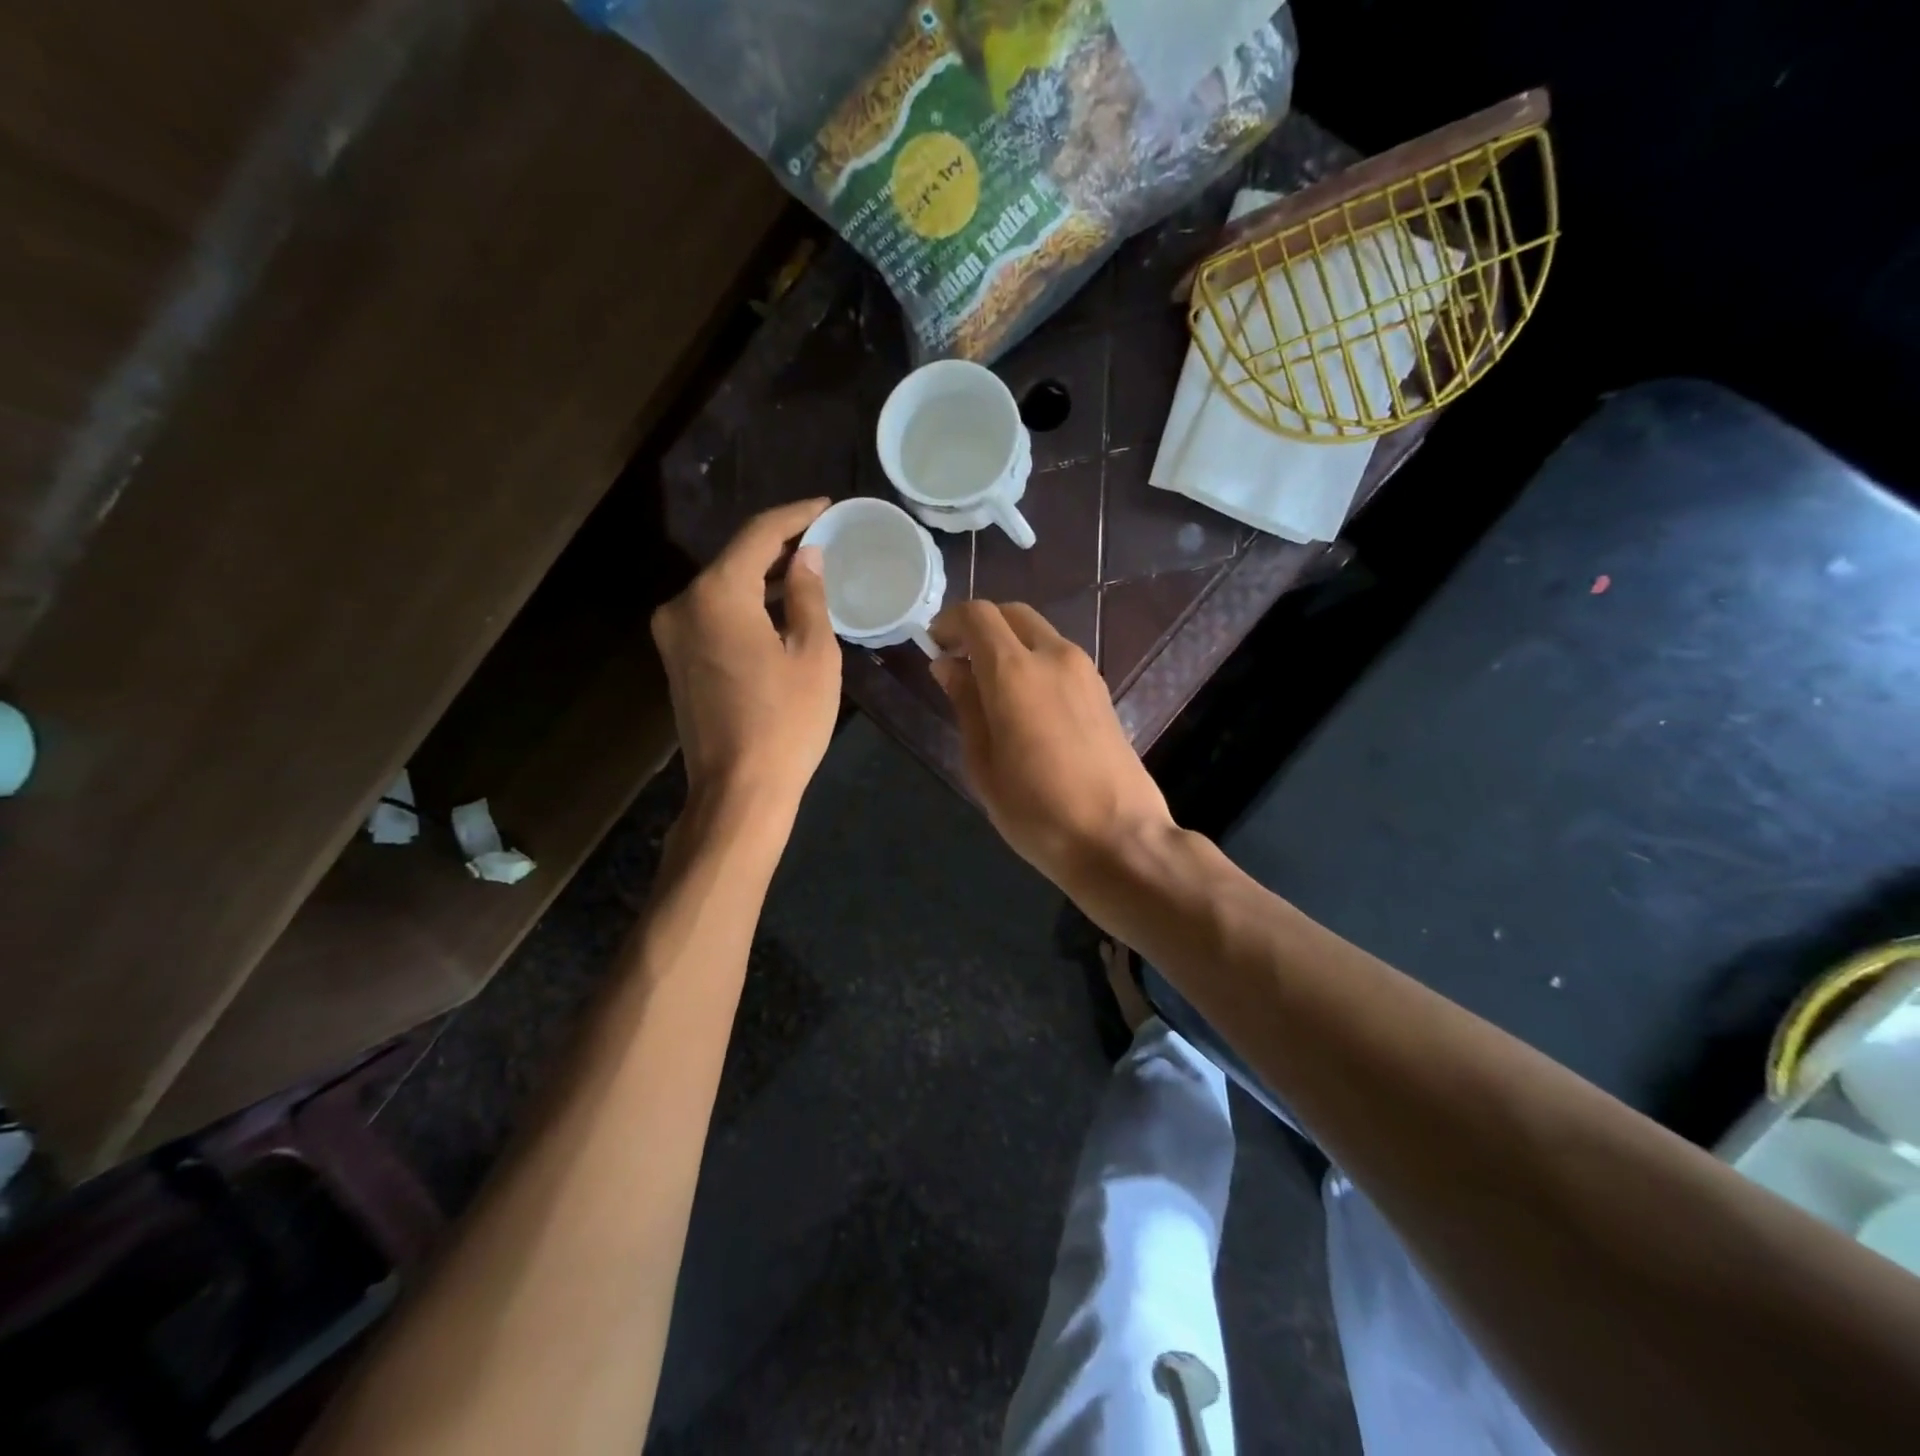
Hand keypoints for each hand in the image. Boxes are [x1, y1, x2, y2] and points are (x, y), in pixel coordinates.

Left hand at [651, 500, 840, 822]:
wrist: (738, 790)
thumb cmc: (786, 721)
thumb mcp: (813, 654)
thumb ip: (807, 595)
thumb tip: (806, 557)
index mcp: (717, 595)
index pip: (758, 535)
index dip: (795, 516)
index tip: (826, 506)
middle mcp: (683, 604)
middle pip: (734, 559)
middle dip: (778, 546)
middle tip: (821, 538)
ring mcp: (672, 635)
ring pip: (722, 588)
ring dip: (761, 578)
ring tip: (805, 571)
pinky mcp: (676, 660)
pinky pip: (713, 615)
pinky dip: (745, 606)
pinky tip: (776, 610)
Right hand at [929, 601, 1174, 884]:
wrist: (1119, 839)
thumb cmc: (1037, 811)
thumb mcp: (983, 763)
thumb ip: (966, 704)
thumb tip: (948, 665)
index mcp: (1016, 672)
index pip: (978, 615)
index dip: (950, 622)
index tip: (934, 645)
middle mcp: (1054, 657)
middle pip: (1013, 614)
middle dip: (981, 627)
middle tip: (959, 662)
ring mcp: (1085, 672)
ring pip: (1039, 634)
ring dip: (1009, 644)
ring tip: (989, 688)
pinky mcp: (1102, 691)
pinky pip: (1059, 658)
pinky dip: (1034, 662)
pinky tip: (1024, 703)